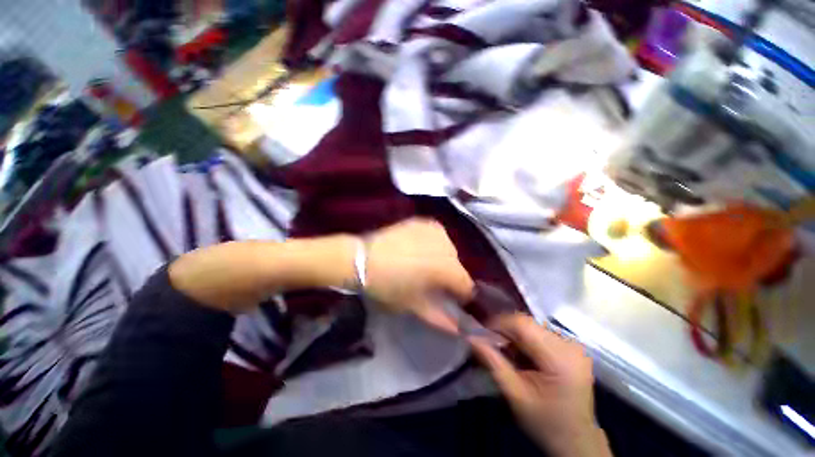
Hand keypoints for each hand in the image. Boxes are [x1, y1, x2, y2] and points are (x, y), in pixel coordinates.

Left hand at [364, 219, 474, 332]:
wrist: (362, 259)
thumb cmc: (388, 286)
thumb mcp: (414, 305)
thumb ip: (440, 318)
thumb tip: (458, 329)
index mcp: (446, 268)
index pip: (466, 283)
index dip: (460, 294)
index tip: (451, 298)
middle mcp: (446, 245)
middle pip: (457, 265)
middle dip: (449, 276)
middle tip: (433, 281)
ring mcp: (435, 230)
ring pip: (449, 249)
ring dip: (442, 258)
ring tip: (424, 264)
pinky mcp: (423, 222)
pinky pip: (438, 235)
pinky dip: (434, 244)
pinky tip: (420, 249)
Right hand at [471, 314, 611, 456]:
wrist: (577, 442)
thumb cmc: (546, 424)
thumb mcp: (515, 395)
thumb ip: (492, 362)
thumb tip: (470, 337)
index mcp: (560, 359)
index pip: (523, 325)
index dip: (499, 323)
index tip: (481, 331)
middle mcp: (570, 345)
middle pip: (528, 323)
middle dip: (505, 329)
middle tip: (490, 342)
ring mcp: (573, 345)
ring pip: (533, 326)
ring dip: (515, 334)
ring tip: (505, 350)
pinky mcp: (572, 348)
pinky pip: (541, 333)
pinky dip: (526, 340)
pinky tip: (521, 354)